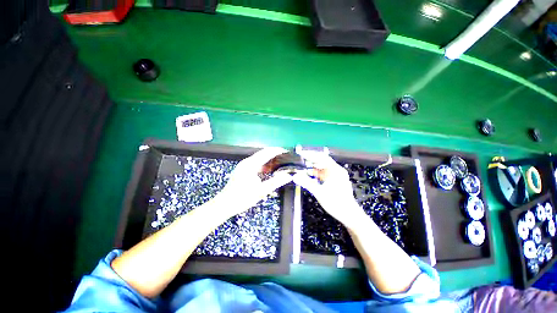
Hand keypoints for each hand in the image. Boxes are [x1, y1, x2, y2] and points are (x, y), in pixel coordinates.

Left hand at [214, 147, 292, 218]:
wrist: (225, 205)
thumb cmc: (242, 198)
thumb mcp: (261, 191)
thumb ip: (275, 182)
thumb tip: (288, 176)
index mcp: (251, 164)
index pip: (267, 152)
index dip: (277, 151)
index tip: (286, 152)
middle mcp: (246, 162)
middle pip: (263, 154)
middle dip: (274, 155)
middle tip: (285, 159)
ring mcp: (243, 166)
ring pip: (259, 159)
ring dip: (269, 160)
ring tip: (279, 165)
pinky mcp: (242, 170)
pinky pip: (255, 164)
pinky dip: (263, 166)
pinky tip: (268, 171)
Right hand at [292, 151, 366, 229]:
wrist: (349, 214)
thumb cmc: (336, 202)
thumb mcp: (319, 192)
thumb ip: (307, 183)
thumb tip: (295, 176)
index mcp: (335, 170)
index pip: (321, 157)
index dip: (311, 154)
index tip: (301, 153)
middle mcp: (336, 170)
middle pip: (322, 161)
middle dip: (311, 160)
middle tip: (300, 160)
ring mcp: (336, 176)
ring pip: (323, 168)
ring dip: (313, 167)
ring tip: (303, 167)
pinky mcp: (335, 181)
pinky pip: (324, 174)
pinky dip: (317, 173)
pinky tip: (310, 176)